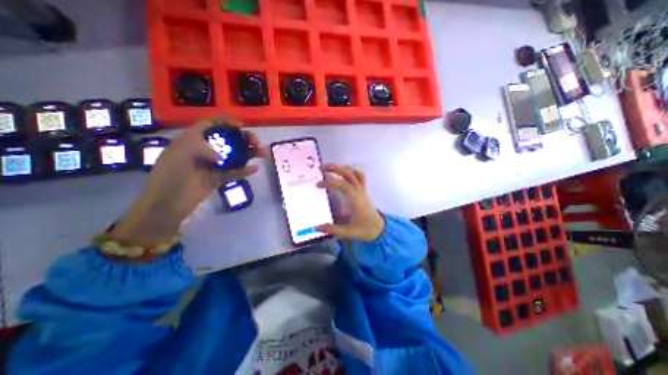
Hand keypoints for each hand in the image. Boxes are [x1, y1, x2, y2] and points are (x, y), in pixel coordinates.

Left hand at [109, 115, 266, 245]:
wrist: (166, 204)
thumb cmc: (169, 175)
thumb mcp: (180, 153)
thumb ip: (202, 147)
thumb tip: (222, 157)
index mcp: (192, 139)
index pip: (211, 125)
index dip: (226, 121)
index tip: (241, 125)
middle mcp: (205, 150)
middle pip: (228, 140)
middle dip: (243, 138)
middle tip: (256, 142)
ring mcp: (213, 165)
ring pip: (235, 156)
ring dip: (249, 154)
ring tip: (263, 153)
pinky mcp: (218, 178)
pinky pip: (234, 172)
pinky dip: (245, 170)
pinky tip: (255, 169)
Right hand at [318, 164, 386, 242]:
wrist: (380, 229)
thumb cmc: (365, 230)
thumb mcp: (349, 232)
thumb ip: (333, 230)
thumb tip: (317, 227)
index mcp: (356, 201)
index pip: (343, 186)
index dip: (330, 182)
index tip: (318, 185)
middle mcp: (359, 193)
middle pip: (350, 174)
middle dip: (336, 169)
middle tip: (322, 168)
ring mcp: (363, 191)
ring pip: (356, 173)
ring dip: (343, 168)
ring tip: (331, 168)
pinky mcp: (364, 191)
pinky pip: (360, 177)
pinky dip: (352, 171)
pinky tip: (343, 172)